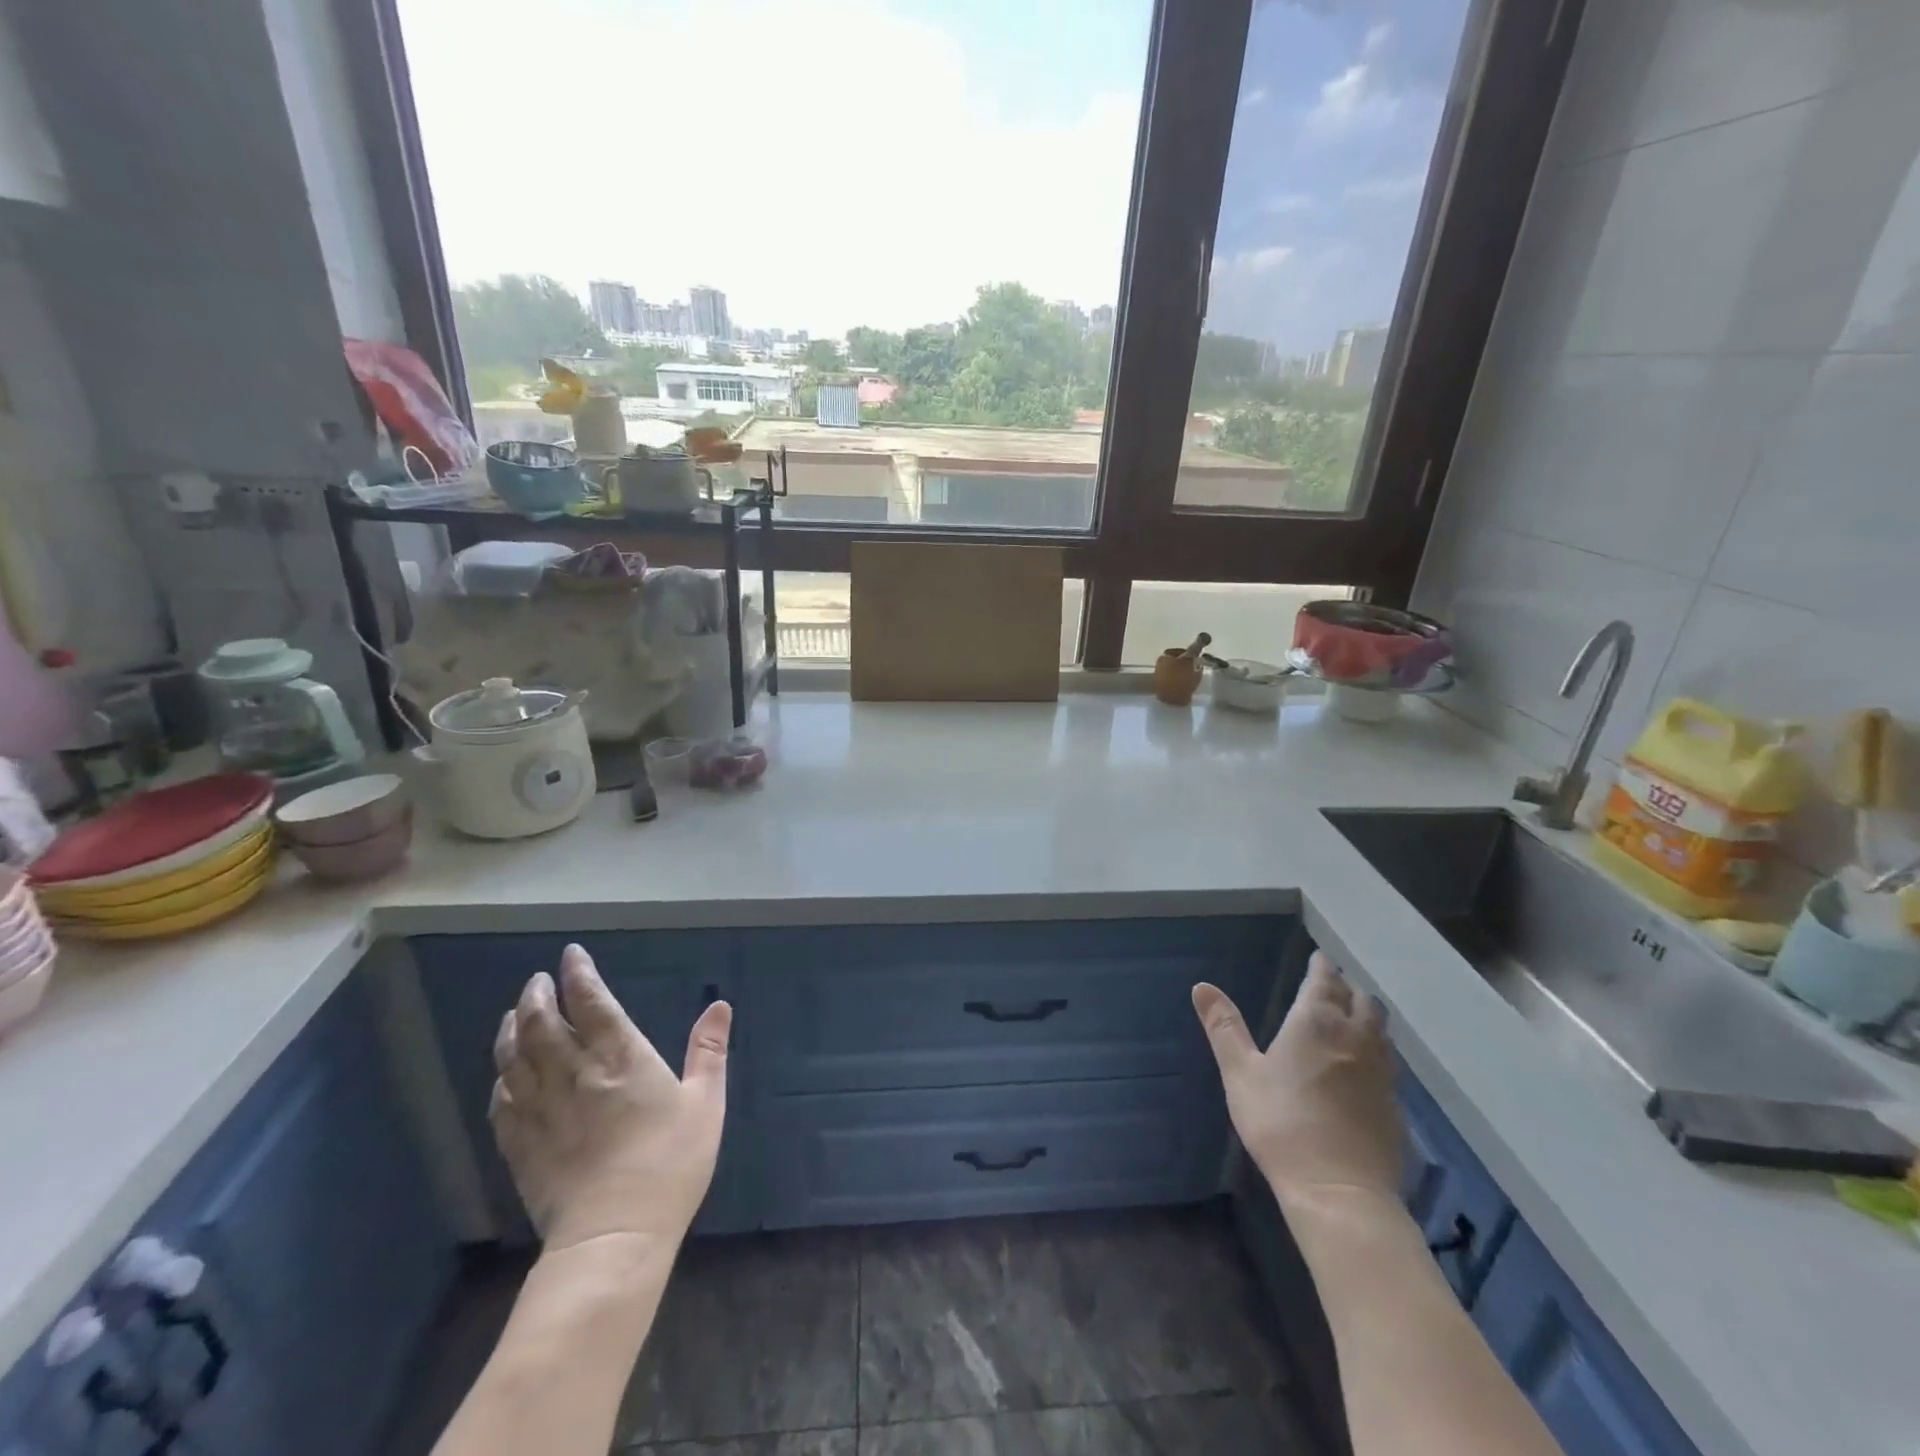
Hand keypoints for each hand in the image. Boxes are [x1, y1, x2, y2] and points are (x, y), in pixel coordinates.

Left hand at [490, 944, 729, 1251]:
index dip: (579, 974)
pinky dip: (501, 1079)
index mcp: (620, 1057)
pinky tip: (505, 1075)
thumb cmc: (669, 1163)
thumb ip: (709, 1050)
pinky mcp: (521, 1146)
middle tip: (538, 981)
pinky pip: (502, 1102)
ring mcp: (541, 1110)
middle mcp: (574, 1074)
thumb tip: (720, 1004)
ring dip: (512, 1030)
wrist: (615, 1236)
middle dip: (537, 996)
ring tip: (514, 1015)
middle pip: (542, 1023)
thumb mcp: (706, 1102)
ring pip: (514, 1058)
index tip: (570, 955)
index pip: (592, 1002)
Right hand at [1192, 952, 1401, 1208]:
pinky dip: (1377, 1052)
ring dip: (1367, 1018)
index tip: (1320, 958)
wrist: (1340, 1193)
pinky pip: (1389, 1064)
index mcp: (1317, 1022)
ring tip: (1353, 1020)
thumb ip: (1224, 1027)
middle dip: (1348, 989)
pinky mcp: (1396, 1107)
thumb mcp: (1240, 1072)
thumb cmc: (1281, 1123)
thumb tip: (1201, 986)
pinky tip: (1365, 1069)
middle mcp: (1356, 1038)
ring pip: (1381, 1031)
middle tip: (1334, 987)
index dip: (1322, 967)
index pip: (1325, 981)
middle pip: (1362, 1001)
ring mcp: (1382, 1073)